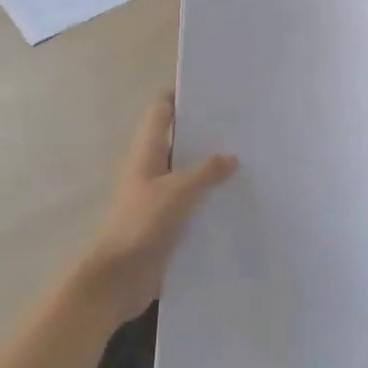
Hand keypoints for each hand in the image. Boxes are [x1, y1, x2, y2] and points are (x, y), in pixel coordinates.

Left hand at [77, 94, 235, 325]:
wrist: (119, 279)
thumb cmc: (142, 225)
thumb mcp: (178, 192)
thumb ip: (206, 172)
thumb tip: (231, 158)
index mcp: (147, 153)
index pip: (161, 111)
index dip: (181, 96)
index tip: (212, 89)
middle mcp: (152, 170)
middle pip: (178, 141)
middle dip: (205, 132)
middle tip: (242, 124)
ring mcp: (159, 197)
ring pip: (188, 172)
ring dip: (211, 167)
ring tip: (249, 158)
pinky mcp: (168, 223)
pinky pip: (193, 202)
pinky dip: (210, 197)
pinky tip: (237, 198)